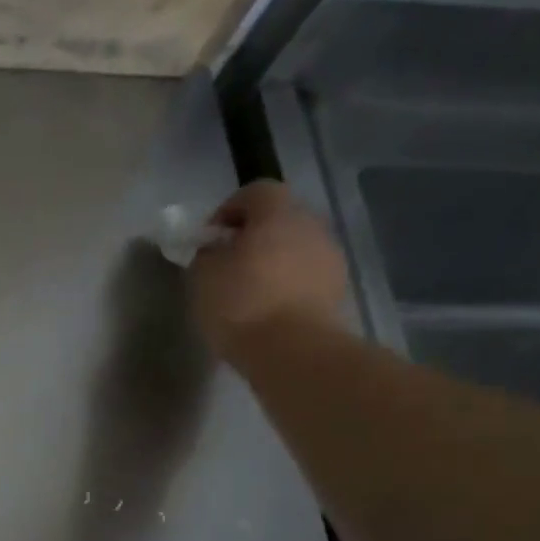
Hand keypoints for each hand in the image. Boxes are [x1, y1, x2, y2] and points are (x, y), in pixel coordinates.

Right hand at [188, 180, 348, 361]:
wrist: (291, 349)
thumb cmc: (240, 304)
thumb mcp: (202, 276)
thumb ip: (206, 254)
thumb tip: (215, 249)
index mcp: (277, 214)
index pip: (256, 191)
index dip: (230, 208)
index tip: (210, 237)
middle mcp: (310, 225)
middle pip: (280, 218)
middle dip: (254, 235)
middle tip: (229, 263)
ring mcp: (329, 256)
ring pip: (296, 247)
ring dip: (274, 260)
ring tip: (249, 290)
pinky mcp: (337, 288)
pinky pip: (306, 274)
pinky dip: (288, 283)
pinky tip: (269, 308)